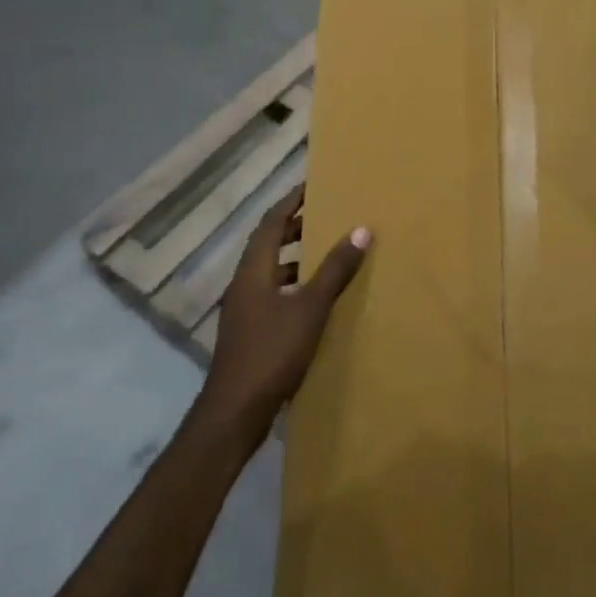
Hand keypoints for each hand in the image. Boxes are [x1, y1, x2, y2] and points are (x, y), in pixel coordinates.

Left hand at [198, 184, 369, 433]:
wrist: (235, 411)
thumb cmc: (272, 352)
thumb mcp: (310, 308)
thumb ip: (334, 270)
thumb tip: (360, 229)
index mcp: (253, 270)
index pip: (271, 222)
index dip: (291, 202)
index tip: (312, 185)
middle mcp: (244, 283)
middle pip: (268, 244)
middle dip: (294, 227)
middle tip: (325, 215)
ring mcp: (244, 309)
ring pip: (270, 270)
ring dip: (295, 257)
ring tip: (326, 252)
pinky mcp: (249, 332)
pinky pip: (273, 293)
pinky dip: (293, 284)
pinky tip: (315, 298)